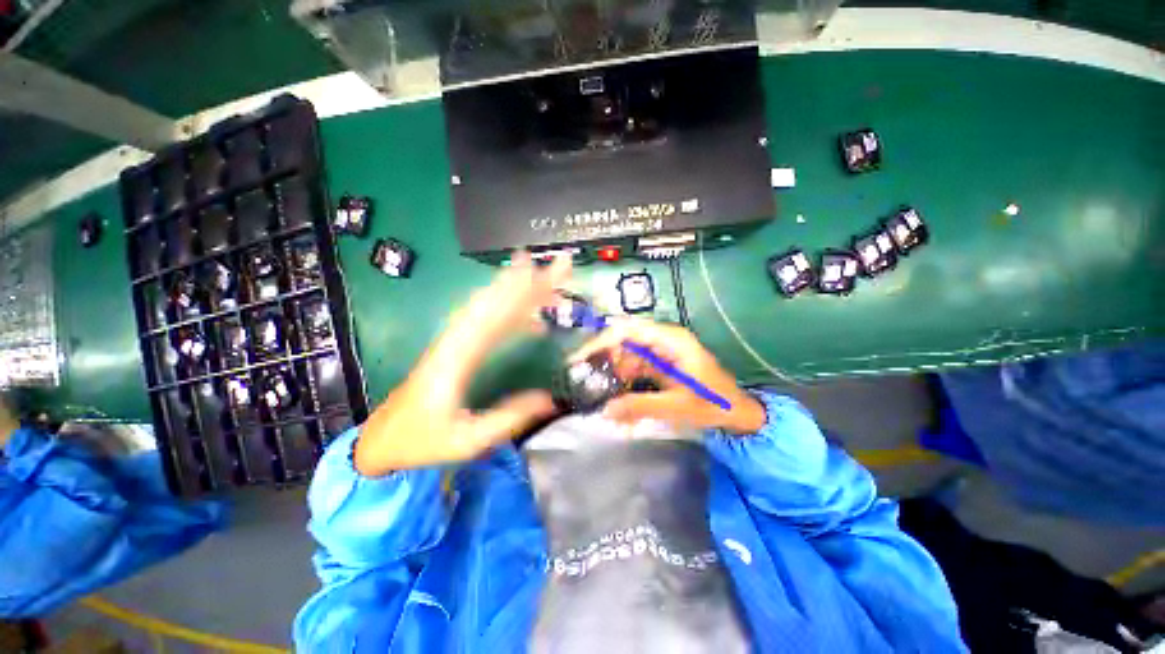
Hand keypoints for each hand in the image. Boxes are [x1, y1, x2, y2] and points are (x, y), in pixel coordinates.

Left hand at [354, 252, 570, 475]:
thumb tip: (551, 399)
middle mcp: (456, 341)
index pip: (491, 315)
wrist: (381, 441)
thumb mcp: (467, 440)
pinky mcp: (458, 348)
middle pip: (495, 302)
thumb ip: (509, 418)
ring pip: (490, 307)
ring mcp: (455, 342)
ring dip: (518, 290)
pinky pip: (487, 322)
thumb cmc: (421, 441)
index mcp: (455, 358)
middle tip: (558, 266)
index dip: (516, 290)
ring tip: (545, 278)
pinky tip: (529, 315)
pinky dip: (509, 312)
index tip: (539, 268)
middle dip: (528, 282)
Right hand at [571, 318, 765, 434]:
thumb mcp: (676, 407)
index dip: (601, 342)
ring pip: (626, 352)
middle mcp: (663, 339)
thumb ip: (639, 407)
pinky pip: (634, 364)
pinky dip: (622, 377)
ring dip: (612, 369)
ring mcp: (661, 350)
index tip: (580, 359)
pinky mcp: (660, 362)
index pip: (628, 331)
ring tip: (598, 390)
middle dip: (603, 357)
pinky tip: (616, 392)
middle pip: (624, 338)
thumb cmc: (712, 404)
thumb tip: (604, 411)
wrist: (737, 410)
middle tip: (584, 378)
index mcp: (670, 340)